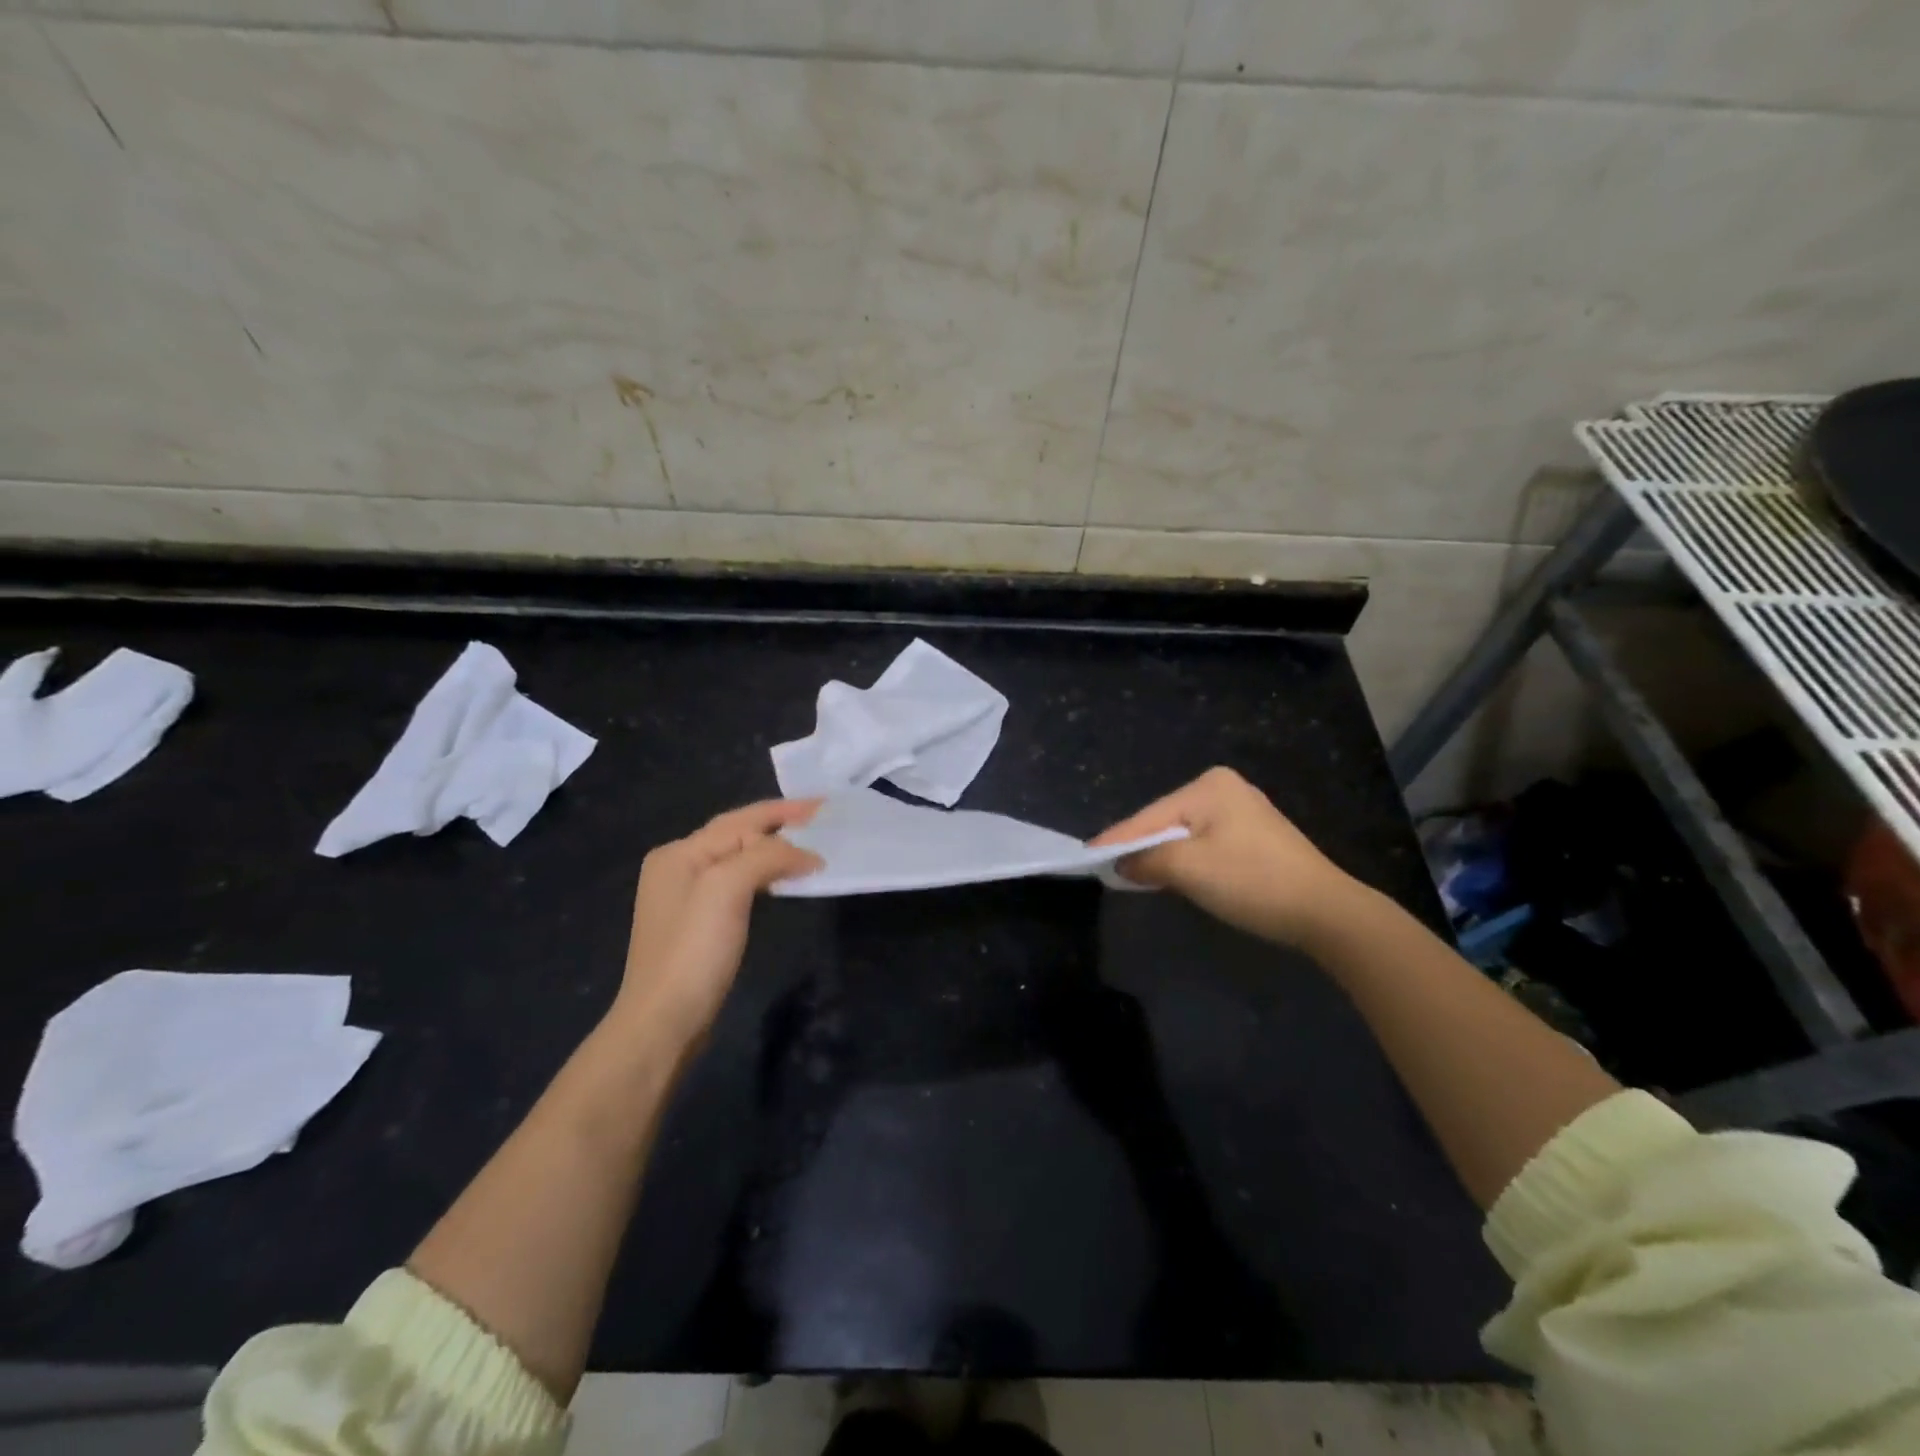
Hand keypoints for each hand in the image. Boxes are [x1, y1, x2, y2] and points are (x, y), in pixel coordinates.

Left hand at [613, 799, 821, 1047]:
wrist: (664, 1021)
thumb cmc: (694, 949)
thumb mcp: (728, 889)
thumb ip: (767, 857)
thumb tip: (807, 855)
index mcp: (680, 852)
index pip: (741, 821)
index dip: (784, 812)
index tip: (824, 807)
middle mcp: (678, 866)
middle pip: (736, 834)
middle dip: (778, 824)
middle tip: (820, 820)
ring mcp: (685, 897)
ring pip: (738, 858)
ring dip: (773, 848)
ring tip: (809, 846)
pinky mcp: (698, 924)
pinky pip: (737, 883)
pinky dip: (763, 874)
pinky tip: (781, 880)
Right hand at [1090, 767, 1358, 947]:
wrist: (1326, 912)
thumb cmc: (1252, 881)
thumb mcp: (1189, 870)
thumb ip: (1146, 860)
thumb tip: (1121, 864)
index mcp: (1209, 786)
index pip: (1148, 816)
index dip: (1117, 840)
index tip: (1085, 856)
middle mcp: (1224, 788)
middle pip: (1165, 822)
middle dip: (1141, 847)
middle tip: (1107, 870)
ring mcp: (1243, 811)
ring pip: (1185, 835)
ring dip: (1163, 856)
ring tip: (1133, 874)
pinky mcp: (1255, 836)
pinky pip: (1205, 844)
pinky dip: (1187, 861)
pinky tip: (1175, 876)